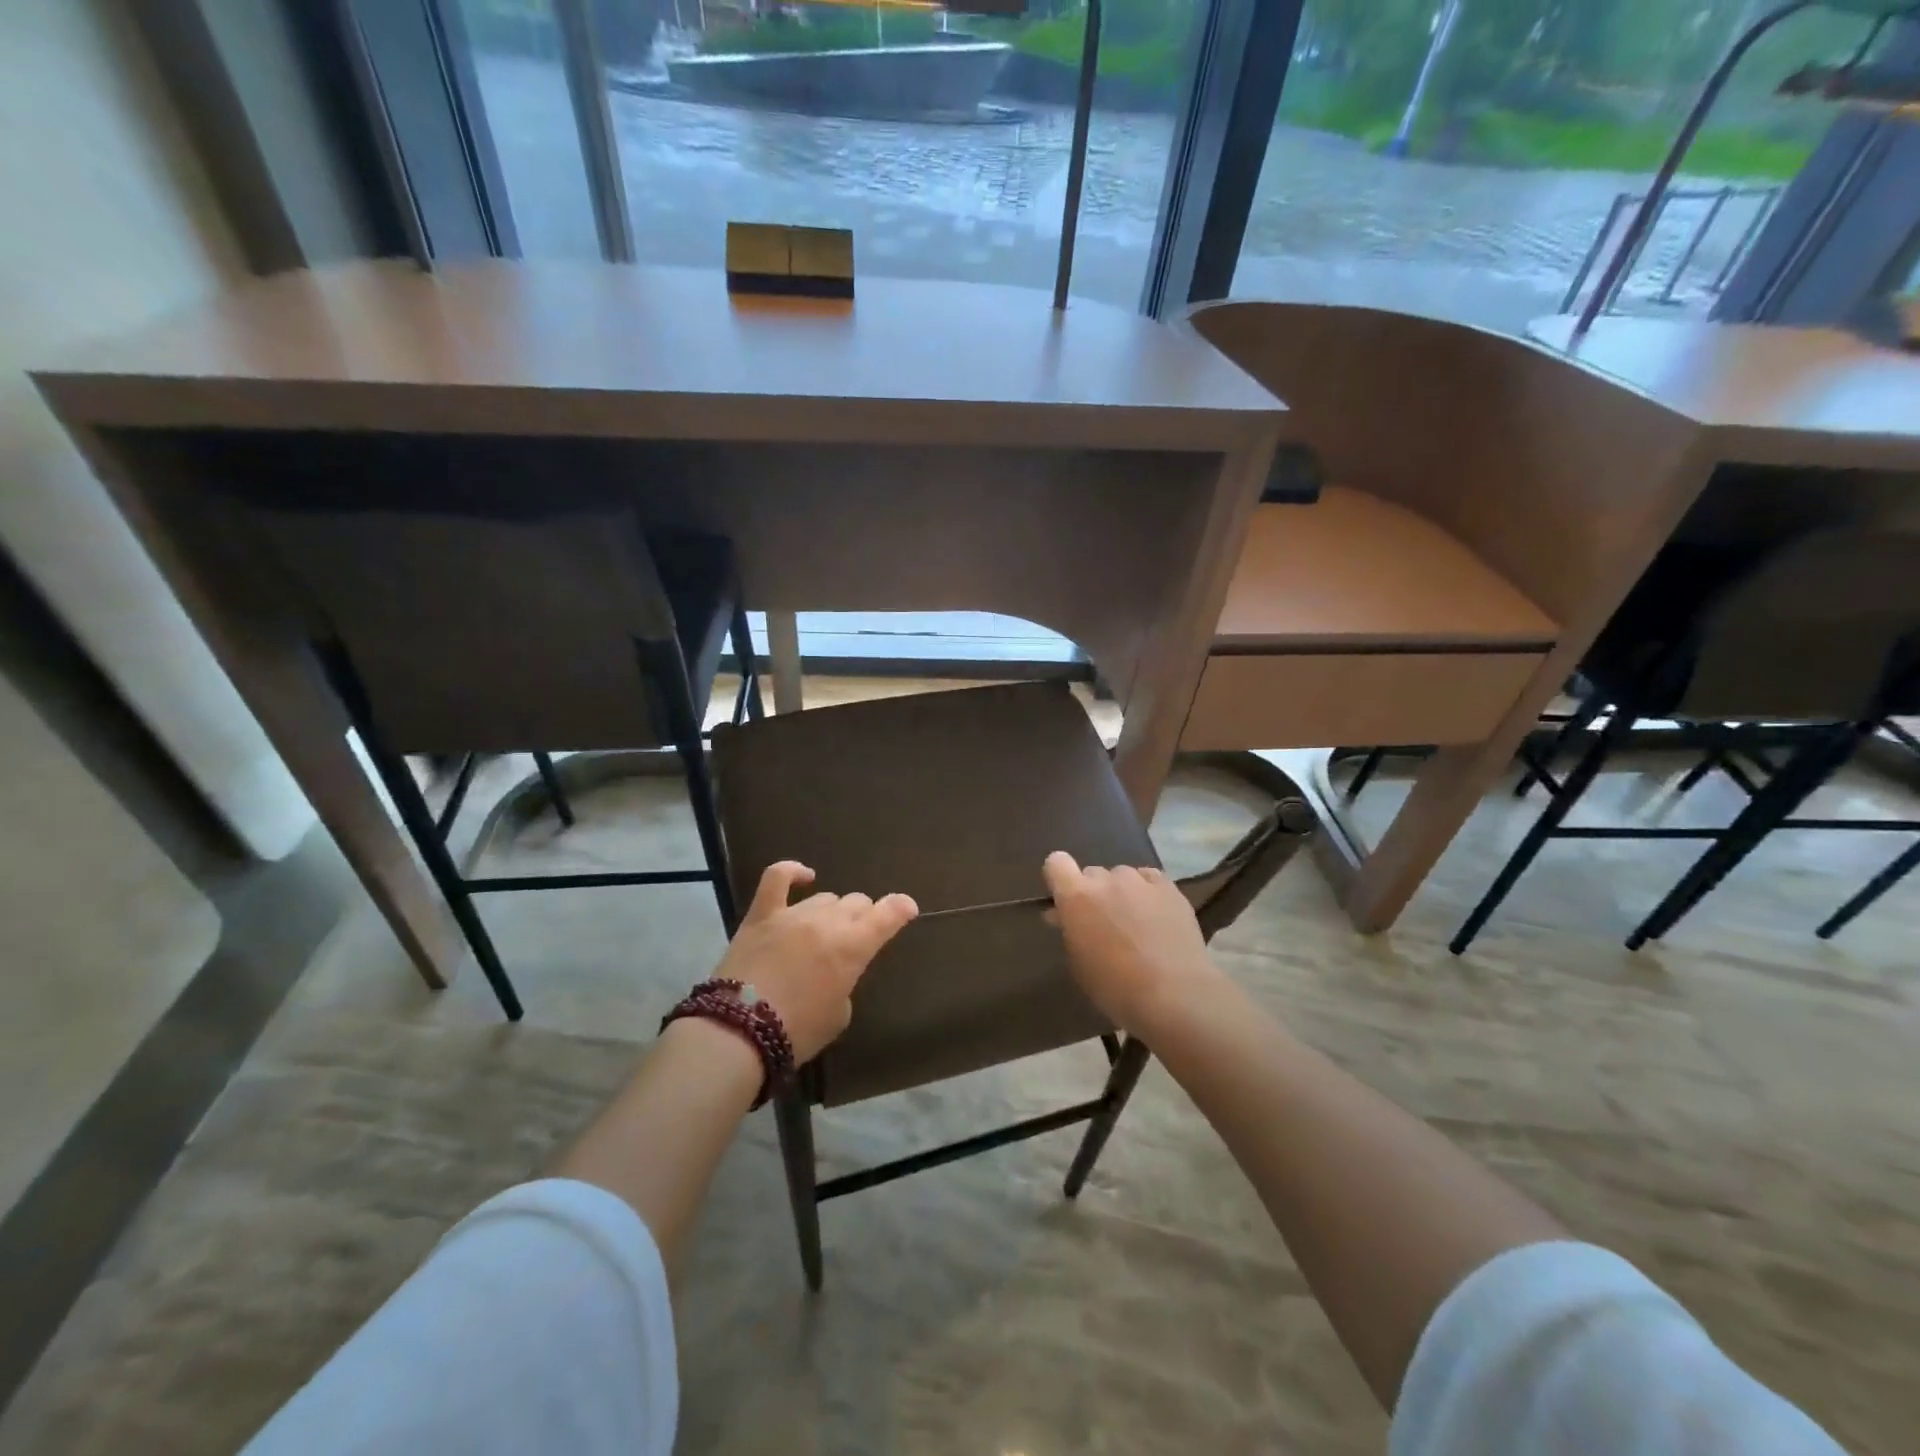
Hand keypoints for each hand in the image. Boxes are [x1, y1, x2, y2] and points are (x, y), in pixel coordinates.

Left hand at [713, 862, 917, 1063]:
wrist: (739, 1032)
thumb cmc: (797, 1031)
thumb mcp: (838, 1014)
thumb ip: (844, 983)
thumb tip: (833, 970)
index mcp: (854, 947)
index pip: (889, 914)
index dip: (901, 908)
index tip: (907, 909)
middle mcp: (829, 922)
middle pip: (857, 903)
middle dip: (863, 917)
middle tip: (854, 939)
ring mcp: (794, 914)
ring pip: (826, 897)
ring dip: (832, 912)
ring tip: (823, 932)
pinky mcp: (762, 915)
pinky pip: (777, 878)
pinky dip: (792, 871)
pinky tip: (803, 876)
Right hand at [1042, 852, 1223, 1036]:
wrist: (1174, 996)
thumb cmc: (1116, 988)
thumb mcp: (1079, 963)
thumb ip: (1069, 930)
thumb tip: (1062, 914)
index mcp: (1076, 897)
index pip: (1056, 863)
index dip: (1059, 878)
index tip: (1065, 900)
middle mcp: (1106, 879)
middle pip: (1092, 873)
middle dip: (1093, 893)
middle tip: (1103, 922)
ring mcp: (1140, 880)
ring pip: (1122, 876)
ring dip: (1121, 892)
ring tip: (1135, 921)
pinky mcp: (1169, 887)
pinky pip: (1149, 879)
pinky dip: (1147, 892)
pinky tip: (1156, 915)